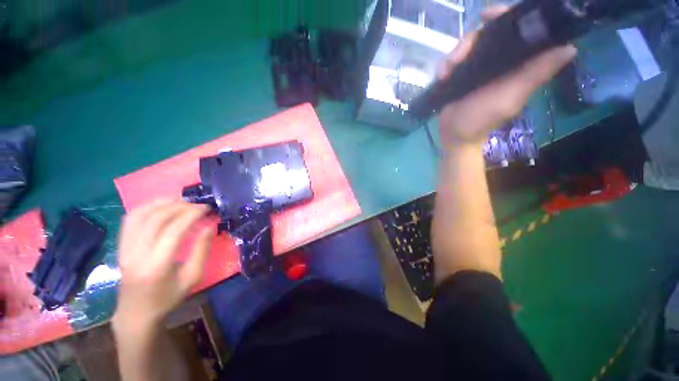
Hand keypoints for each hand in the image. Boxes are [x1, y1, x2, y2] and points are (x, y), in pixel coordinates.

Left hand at [112, 200, 212, 332]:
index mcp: (157, 266)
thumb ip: (202, 250)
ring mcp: (124, 249)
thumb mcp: (192, 277)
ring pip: (140, 215)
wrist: (136, 313)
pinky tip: (161, 207)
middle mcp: (137, 254)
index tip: (206, 208)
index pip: (173, 230)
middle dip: (180, 207)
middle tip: (197, 205)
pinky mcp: (120, 247)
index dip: (191, 215)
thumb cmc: (168, 298)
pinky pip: (130, 220)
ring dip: (162, 204)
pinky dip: (147, 208)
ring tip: (181, 202)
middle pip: (156, 219)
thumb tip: (210, 226)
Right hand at [438, 5, 576, 148]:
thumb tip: (569, 48)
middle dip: (473, 38)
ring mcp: (480, 67)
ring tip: (448, 70)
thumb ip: (535, 75)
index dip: (511, 17)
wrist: (453, 134)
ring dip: (456, 54)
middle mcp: (501, 61)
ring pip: (470, 44)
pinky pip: (455, 59)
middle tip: (459, 54)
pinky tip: (443, 75)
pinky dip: (447, 64)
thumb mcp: (510, 98)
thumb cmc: (481, 119)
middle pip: (490, 32)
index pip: (522, 31)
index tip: (490, 16)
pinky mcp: (463, 74)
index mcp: (519, 63)